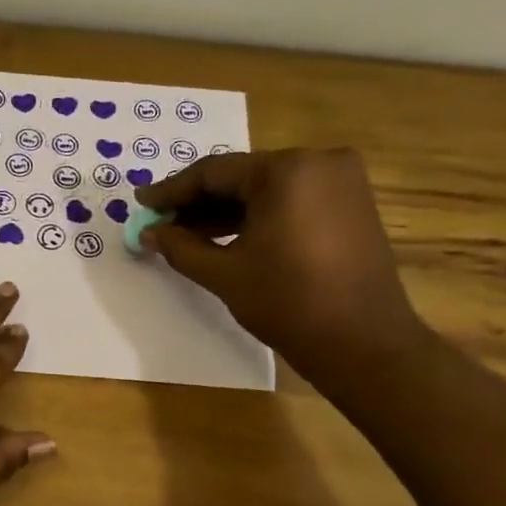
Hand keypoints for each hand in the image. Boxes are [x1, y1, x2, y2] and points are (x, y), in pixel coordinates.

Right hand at [136, 148, 432, 390]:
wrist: (363, 343)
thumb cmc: (288, 302)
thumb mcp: (224, 274)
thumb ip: (180, 247)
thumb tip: (148, 232)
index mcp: (288, 170)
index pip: (214, 172)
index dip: (171, 190)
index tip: (141, 203)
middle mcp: (319, 162)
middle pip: (240, 177)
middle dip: (197, 202)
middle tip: (159, 222)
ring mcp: (340, 182)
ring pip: (264, 189)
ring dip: (224, 211)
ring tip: (183, 235)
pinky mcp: (349, 204)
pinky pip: (289, 201)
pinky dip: (255, 217)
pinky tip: (223, 238)